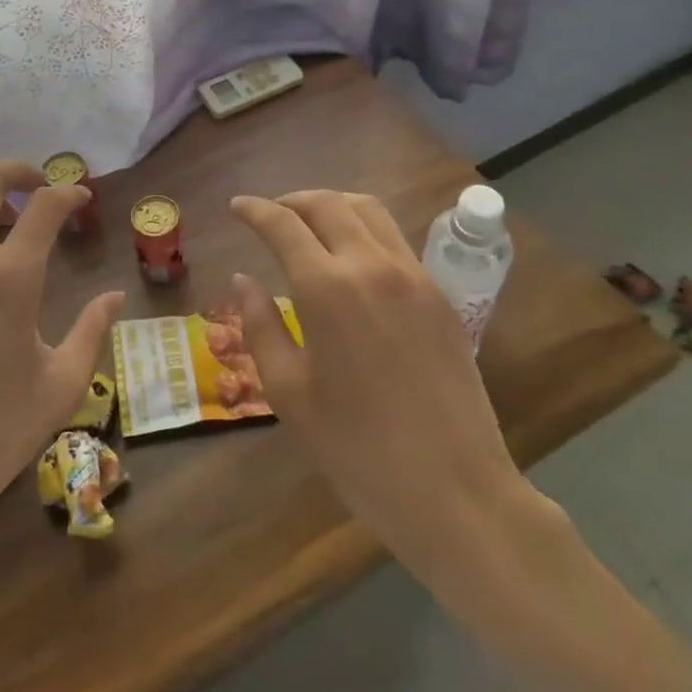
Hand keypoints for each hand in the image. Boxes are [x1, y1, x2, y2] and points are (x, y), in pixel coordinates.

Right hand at [227, 190, 551, 607]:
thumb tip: (243, 280)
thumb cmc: (357, 449)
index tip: (236, 205)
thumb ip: (260, 326)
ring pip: (368, 210)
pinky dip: (364, 228)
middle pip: (327, 204)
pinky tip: (352, 257)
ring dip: (332, 205)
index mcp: (326, 288)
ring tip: (310, 224)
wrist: (454, 492)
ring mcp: (413, 276)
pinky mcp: (440, 295)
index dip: (254, 210)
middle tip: (271, 213)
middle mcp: (371, 266)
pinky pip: (395, 240)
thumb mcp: (289, 392)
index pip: (283, 224)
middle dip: (292, 200)